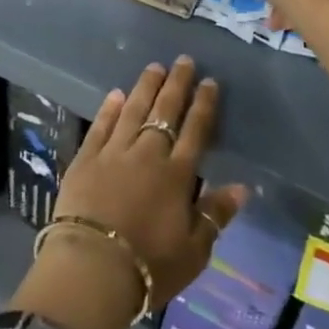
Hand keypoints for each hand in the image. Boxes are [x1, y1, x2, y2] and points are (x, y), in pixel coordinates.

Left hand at [51, 57, 248, 308]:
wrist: (93, 267)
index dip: (204, 104)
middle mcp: (148, 154)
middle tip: (184, 60)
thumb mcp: (195, 251)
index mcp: (177, 175)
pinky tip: (116, 94)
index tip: (209, 81)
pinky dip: (109, 108)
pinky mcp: (85, 158)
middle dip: (177, 84)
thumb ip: (216, 214)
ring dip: (145, 87)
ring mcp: (114, 152)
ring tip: (154, 67)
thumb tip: (243, 187)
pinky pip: (100, 126)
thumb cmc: (150, 266)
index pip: (195, 130)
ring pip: (133, 110)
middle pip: (165, 111)